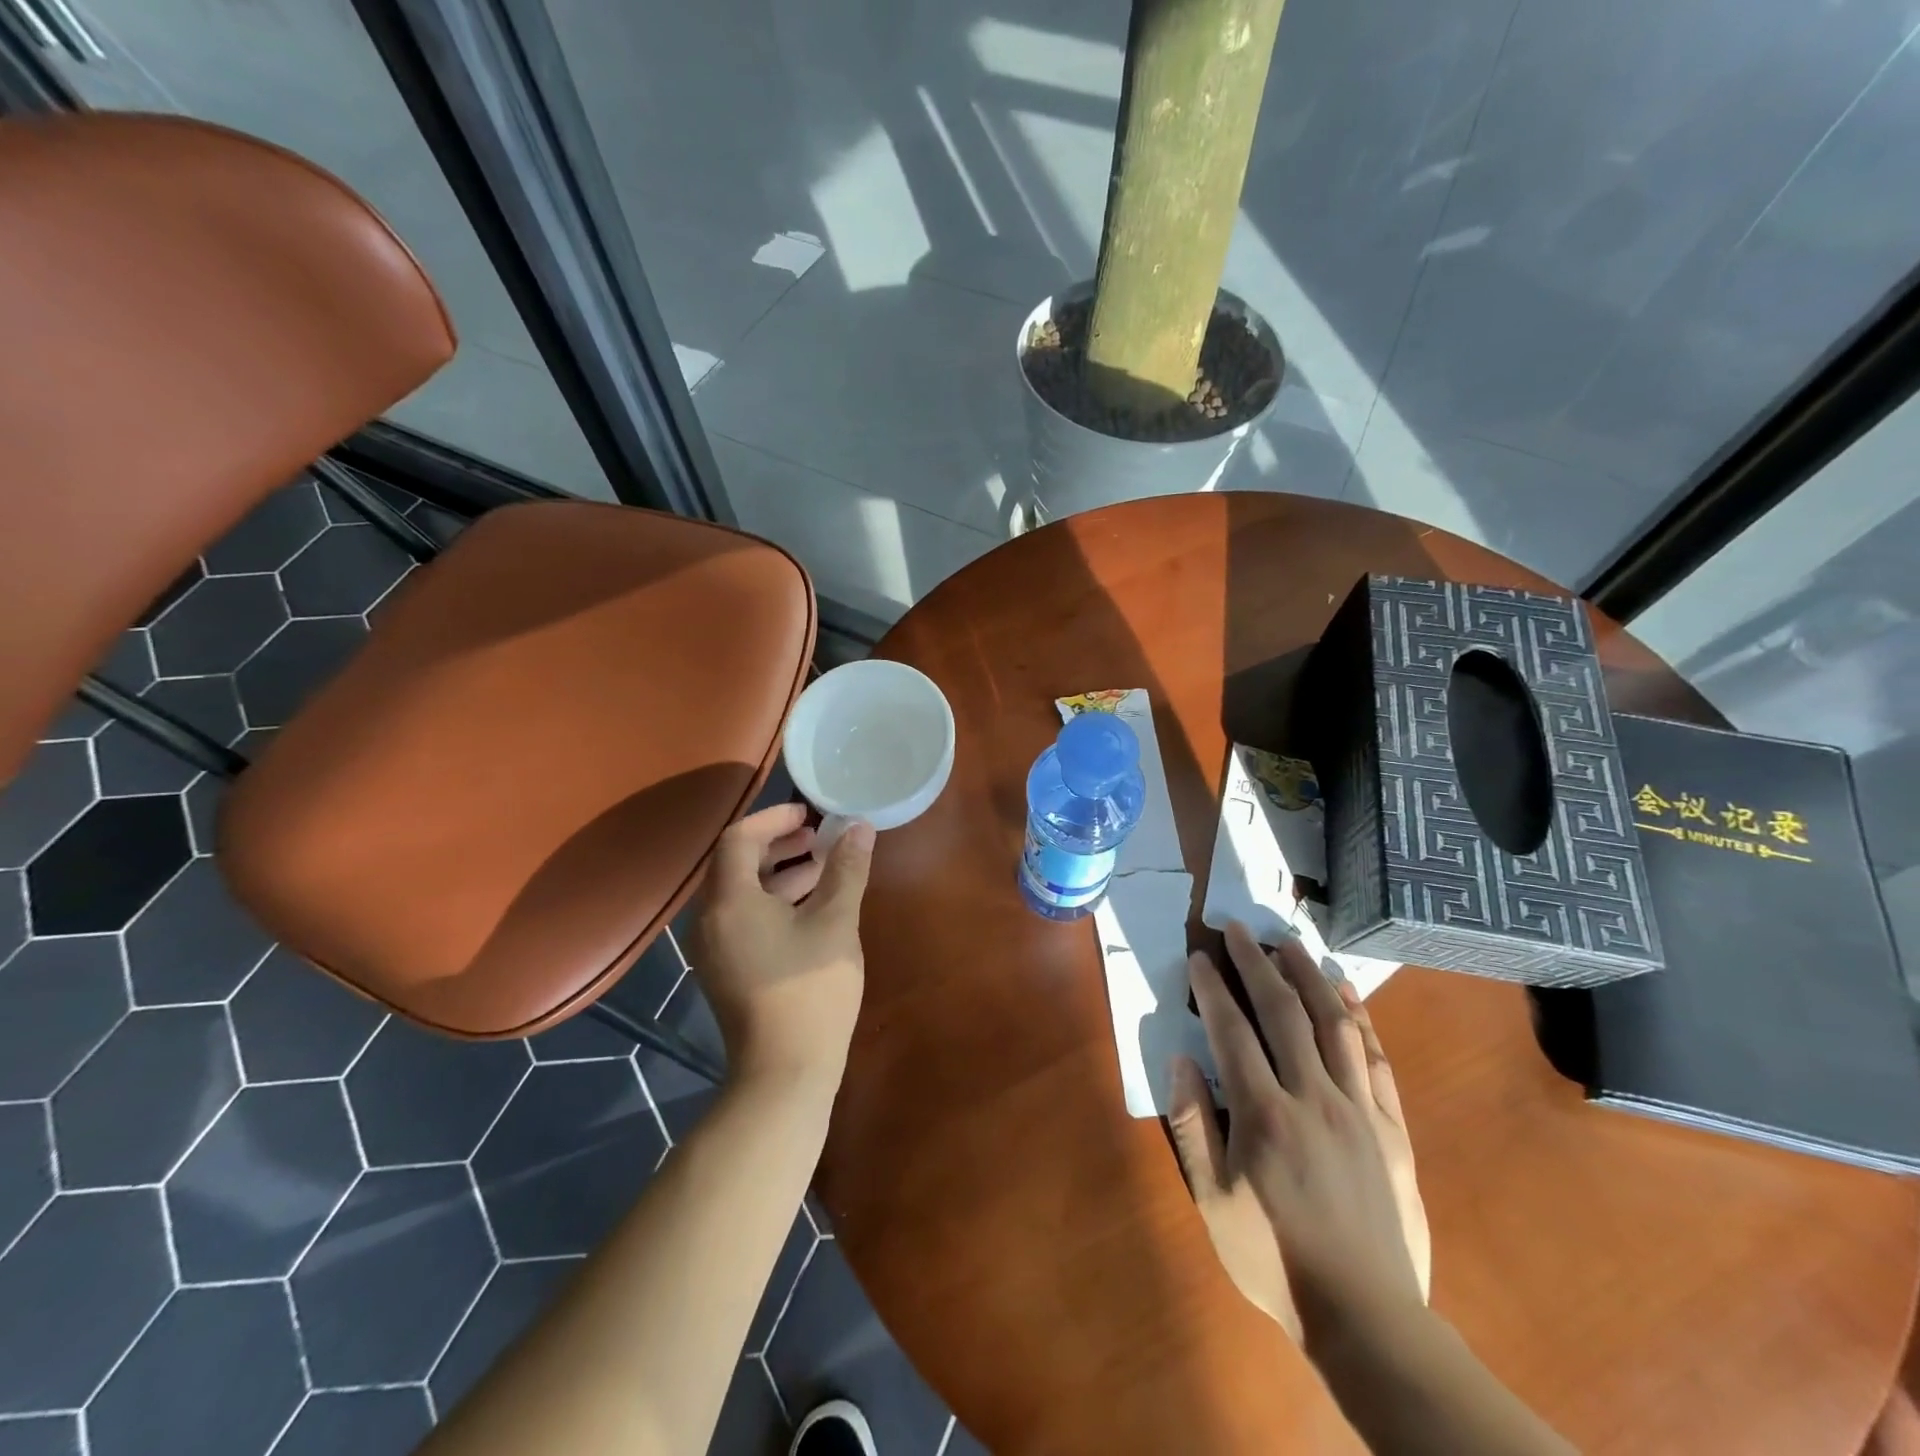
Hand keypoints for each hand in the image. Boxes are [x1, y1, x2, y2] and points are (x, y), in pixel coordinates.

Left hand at [691, 804, 874, 1086]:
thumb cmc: (810, 990)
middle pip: (736, 863)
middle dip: (778, 843)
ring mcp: (714, 948)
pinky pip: (743, 917)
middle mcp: (710, 919)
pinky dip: (773, 900)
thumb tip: (860, 827)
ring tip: (822, 866)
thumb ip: (846, 869)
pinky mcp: (726, 968)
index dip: (774, 818)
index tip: (810, 814)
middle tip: (818, 836)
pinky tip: (810, 907)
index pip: (739, 838)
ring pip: (741, 892)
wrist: (784, 1072)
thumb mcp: (835, 922)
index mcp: (730, 901)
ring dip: (779, 872)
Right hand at [1181, 922, 1427, 1344]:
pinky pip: (1377, 1060)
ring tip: (1289, 942)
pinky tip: (1347, 993)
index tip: (1200, 955)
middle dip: (1256, 963)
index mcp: (1263, 1116)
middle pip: (1283, 1012)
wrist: (1367, 1317)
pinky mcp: (1392, 1128)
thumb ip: (1193, 1124)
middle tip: (1239, 928)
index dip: (1213, 987)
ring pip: (1333, 1024)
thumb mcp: (1212, 1200)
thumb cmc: (1274, 1258)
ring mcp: (1358, 1110)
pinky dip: (1361, 1019)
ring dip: (1309, 976)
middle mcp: (1312, 1098)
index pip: (1232, 1031)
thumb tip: (1181, 1059)